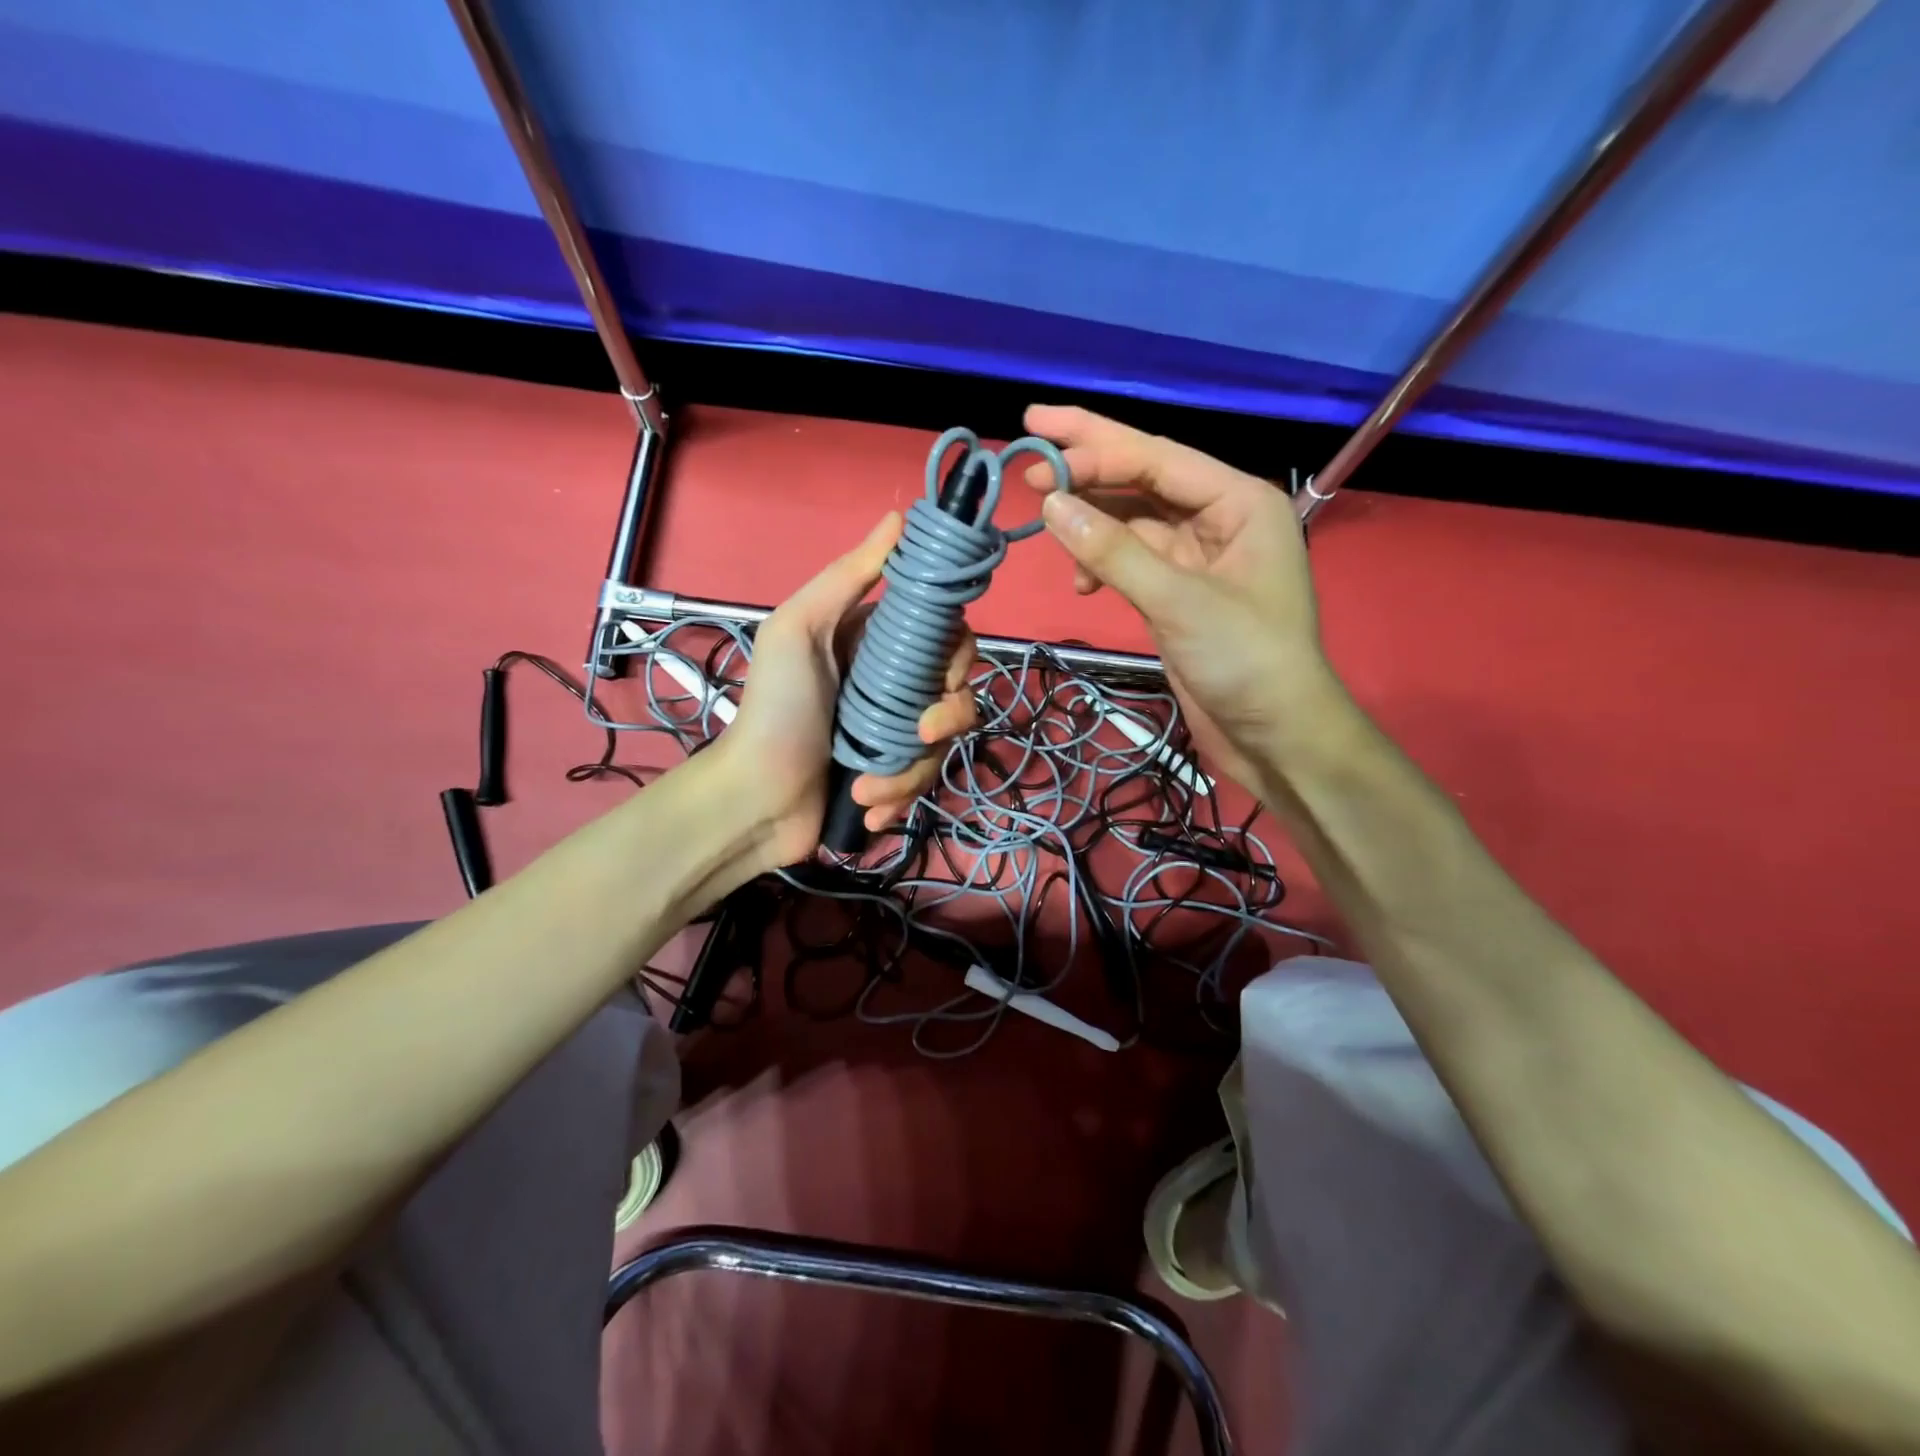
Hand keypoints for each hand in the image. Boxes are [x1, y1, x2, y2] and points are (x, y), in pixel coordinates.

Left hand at [718, 512, 978, 867]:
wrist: (753, 800)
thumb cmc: (775, 710)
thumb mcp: (798, 630)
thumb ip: (847, 577)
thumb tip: (898, 517)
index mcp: (872, 644)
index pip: (942, 634)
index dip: (956, 650)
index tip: (945, 672)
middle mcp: (890, 685)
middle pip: (956, 690)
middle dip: (948, 717)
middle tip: (920, 733)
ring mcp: (892, 733)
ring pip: (943, 743)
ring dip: (911, 771)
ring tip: (865, 790)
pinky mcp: (892, 777)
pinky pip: (923, 781)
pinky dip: (899, 797)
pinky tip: (868, 808)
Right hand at [1022, 404, 1346, 792]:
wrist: (1275, 735)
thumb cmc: (1244, 660)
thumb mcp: (1177, 600)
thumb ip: (1113, 550)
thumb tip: (1050, 504)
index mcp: (1238, 502)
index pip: (1157, 458)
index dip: (1095, 445)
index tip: (1037, 436)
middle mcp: (1219, 519)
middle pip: (1144, 478)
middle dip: (1089, 464)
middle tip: (1029, 440)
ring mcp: (1196, 558)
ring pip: (1133, 522)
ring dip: (1090, 523)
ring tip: (1044, 520)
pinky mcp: (1178, 593)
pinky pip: (1132, 561)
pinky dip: (1103, 566)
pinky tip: (1081, 583)